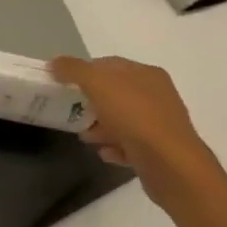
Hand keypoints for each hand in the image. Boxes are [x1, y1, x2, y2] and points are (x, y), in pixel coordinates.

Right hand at [48, 55, 225, 209]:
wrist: (170, 164)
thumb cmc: (134, 117)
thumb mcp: (98, 84)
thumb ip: (74, 70)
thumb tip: (55, 62)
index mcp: (146, 74)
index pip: (110, 64)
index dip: (84, 71)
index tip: (63, 83)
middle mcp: (157, 95)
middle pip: (116, 93)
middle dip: (91, 102)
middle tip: (71, 111)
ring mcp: (160, 124)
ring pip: (123, 120)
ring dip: (101, 126)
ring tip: (85, 137)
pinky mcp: (159, 150)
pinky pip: (131, 144)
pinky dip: (115, 146)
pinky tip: (105, 153)